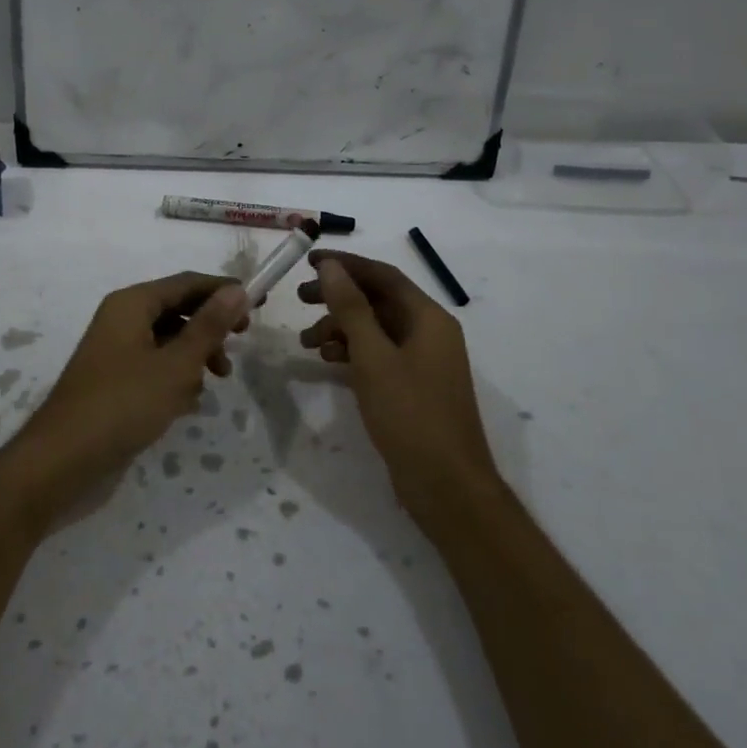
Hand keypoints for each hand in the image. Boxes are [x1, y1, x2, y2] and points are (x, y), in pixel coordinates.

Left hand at [8, 272, 248, 514]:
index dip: (223, 291)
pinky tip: (188, 405)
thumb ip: (208, 327)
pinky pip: (154, 367)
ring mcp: (116, 352)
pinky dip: (175, 378)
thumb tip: (238, 290)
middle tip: (238, 348)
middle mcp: (121, 320)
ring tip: (214, 382)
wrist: (63, 461)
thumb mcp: (176, 365)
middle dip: (210, 328)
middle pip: (177, 310)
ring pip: (168, 341)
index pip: (187, 283)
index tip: (259, 307)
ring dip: (195, 357)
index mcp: (132, 304)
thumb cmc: (123, 404)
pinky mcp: (115, 382)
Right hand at [297, 250, 498, 522]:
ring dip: (341, 328)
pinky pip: (379, 355)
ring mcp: (423, 361)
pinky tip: (328, 362)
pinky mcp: (413, 386)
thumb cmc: (411, 415)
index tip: (308, 261)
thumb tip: (331, 266)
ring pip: (375, 329)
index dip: (346, 264)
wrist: (447, 486)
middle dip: (338, 297)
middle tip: (299, 299)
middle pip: (378, 300)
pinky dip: (353, 353)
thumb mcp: (373, 357)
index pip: (383, 275)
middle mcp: (429, 332)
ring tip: (307, 342)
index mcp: (428, 318)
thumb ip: (351, 309)